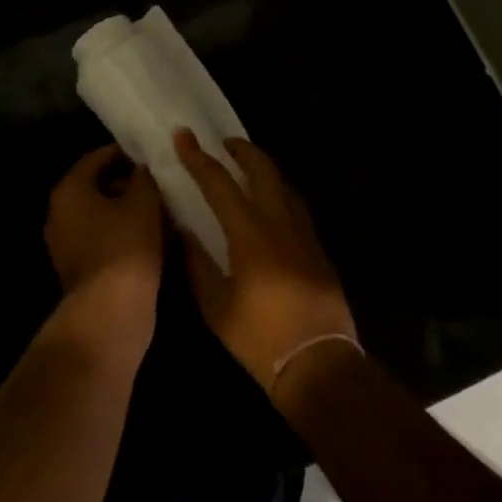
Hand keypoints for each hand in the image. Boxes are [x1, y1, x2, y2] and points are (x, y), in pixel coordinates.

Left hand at [45, 144, 163, 365]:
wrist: (111, 312)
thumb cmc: (126, 245)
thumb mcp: (143, 201)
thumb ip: (143, 177)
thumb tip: (142, 169)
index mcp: (69, 190)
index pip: (97, 158)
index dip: (125, 153)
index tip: (150, 155)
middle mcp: (59, 213)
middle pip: (95, 186)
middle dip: (126, 182)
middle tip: (157, 183)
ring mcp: (65, 244)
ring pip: (99, 215)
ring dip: (126, 210)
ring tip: (158, 210)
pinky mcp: (77, 269)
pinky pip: (100, 238)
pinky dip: (121, 233)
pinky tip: (149, 236)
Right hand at [172, 130, 357, 398]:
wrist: (319, 365)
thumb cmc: (260, 339)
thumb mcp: (216, 306)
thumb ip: (197, 262)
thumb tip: (182, 229)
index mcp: (250, 234)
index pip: (219, 183)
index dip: (198, 158)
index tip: (183, 136)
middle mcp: (279, 223)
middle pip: (263, 170)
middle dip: (242, 150)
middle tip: (224, 143)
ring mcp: (304, 234)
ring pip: (284, 185)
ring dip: (264, 168)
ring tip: (248, 167)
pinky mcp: (318, 249)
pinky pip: (296, 206)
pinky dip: (280, 192)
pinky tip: (273, 203)